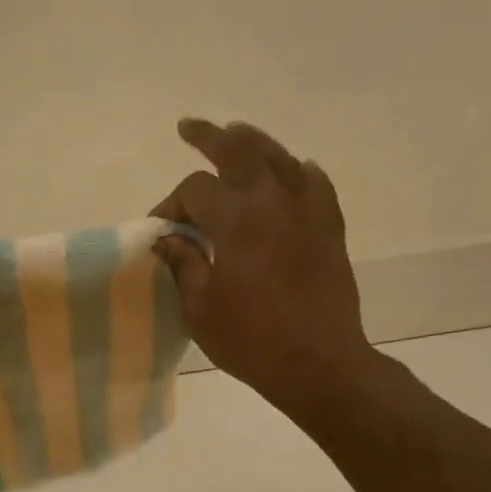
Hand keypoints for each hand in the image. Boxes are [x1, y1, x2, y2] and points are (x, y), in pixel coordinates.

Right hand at [151, 118, 374, 410]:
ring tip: (236, 134)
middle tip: (190, 128)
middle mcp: (273, 202)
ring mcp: (308, 211)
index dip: (171, 204)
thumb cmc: (250, 341)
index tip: (160, 230)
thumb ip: (183, 265)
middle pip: (240, 151)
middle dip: (210, 137)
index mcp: (236, 221)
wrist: (318, 363)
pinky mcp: (330, 228)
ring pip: (280, 157)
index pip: (195, 190)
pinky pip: (315, 184)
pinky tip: (293, 172)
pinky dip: (299, 172)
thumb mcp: (200, 309)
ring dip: (253, 142)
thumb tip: (167, 239)